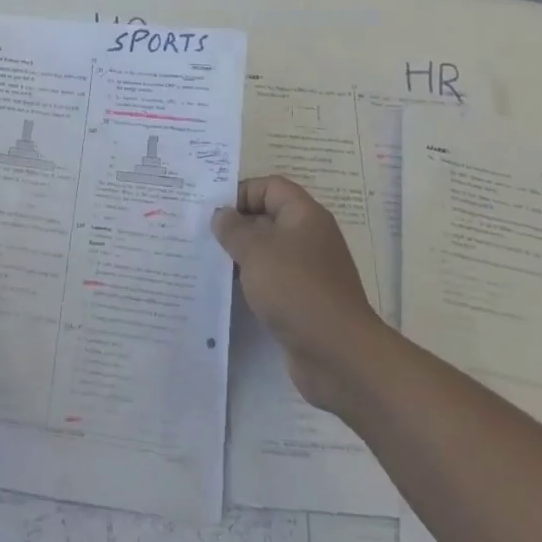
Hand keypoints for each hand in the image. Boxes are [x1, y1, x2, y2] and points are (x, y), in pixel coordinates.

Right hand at [213, 176, 380, 412]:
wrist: (338, 354)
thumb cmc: (296, 289)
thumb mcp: (256, 251)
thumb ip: (233, 228)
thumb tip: (222, 215)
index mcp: (305, 216)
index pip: (271, 187)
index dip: (242, 192)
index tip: (214, 211)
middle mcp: (309, 238)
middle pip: (268, 217)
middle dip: (236, 224)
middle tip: (202, 234)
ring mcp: (308, 271)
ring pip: (268, 251)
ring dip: (240, 255)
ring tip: (208, 260)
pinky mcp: (303, 300)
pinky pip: (271, 280)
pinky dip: (251, 282)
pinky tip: (227, 290)